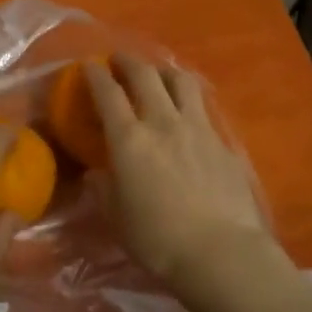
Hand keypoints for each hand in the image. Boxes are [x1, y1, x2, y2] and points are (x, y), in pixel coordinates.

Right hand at [83, 56, 298, 310]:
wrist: (221, 252)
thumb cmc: (158, 240)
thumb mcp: (117, 218)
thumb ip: (104, 189)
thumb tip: (97, 173)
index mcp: (130, 139)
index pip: (108, 93)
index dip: (95, 75)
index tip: (88, 65)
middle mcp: (163, 122)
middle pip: (145, 75)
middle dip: (128, 61)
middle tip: (119, 59)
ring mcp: (197, 128)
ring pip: (181, 82)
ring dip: (164, 71)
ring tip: (158, 75)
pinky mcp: (223, 142)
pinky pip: (202, 108)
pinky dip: (189, 101)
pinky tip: (188, 113)